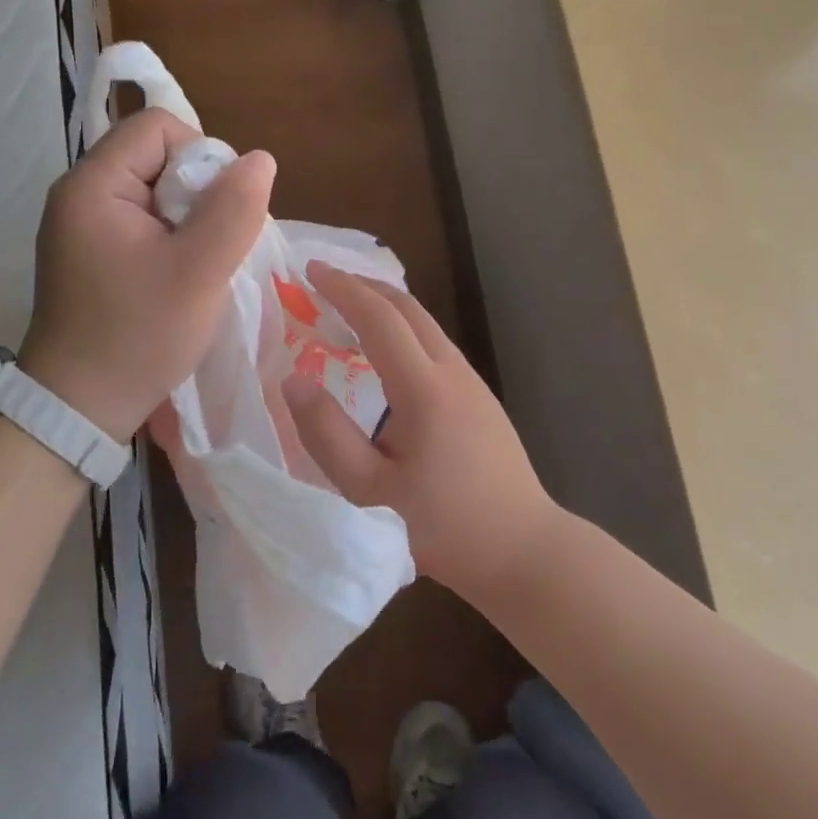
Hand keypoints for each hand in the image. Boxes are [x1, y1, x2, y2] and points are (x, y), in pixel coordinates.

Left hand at [20, 109, 275, 441]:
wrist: (79, 407)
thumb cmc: (138, 336)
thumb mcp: (198, 273)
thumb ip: (233, 210)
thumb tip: (260, 160)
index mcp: (93, 185)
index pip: (158, 127)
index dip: (202, 156)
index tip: (218, 212)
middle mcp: (80, 194)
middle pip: (156, 156)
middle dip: (198, 193)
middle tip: (210, 247)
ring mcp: (81, 226)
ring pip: (154, 192)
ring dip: (189, 220)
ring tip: (198, 266)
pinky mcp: (89, 254)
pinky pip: (142, 222)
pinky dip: (171, 240)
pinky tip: (179, 277)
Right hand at [281, 261, 558, 599]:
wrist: (523, 549)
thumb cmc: (443, 525)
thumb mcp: (369, 491)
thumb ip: (327, 434)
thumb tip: (293, 380)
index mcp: (424, 388)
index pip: (378, 318)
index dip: (342, 288)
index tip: (310, 269)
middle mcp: (452, 371)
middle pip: (408, 308)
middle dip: (364, 285)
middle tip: (325, 279)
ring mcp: (473, 384)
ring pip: (426, 324)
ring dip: (386, 306)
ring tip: (348, 307)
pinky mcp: (481, 399)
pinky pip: (435, 346)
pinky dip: (403, 330)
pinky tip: (386, 352)